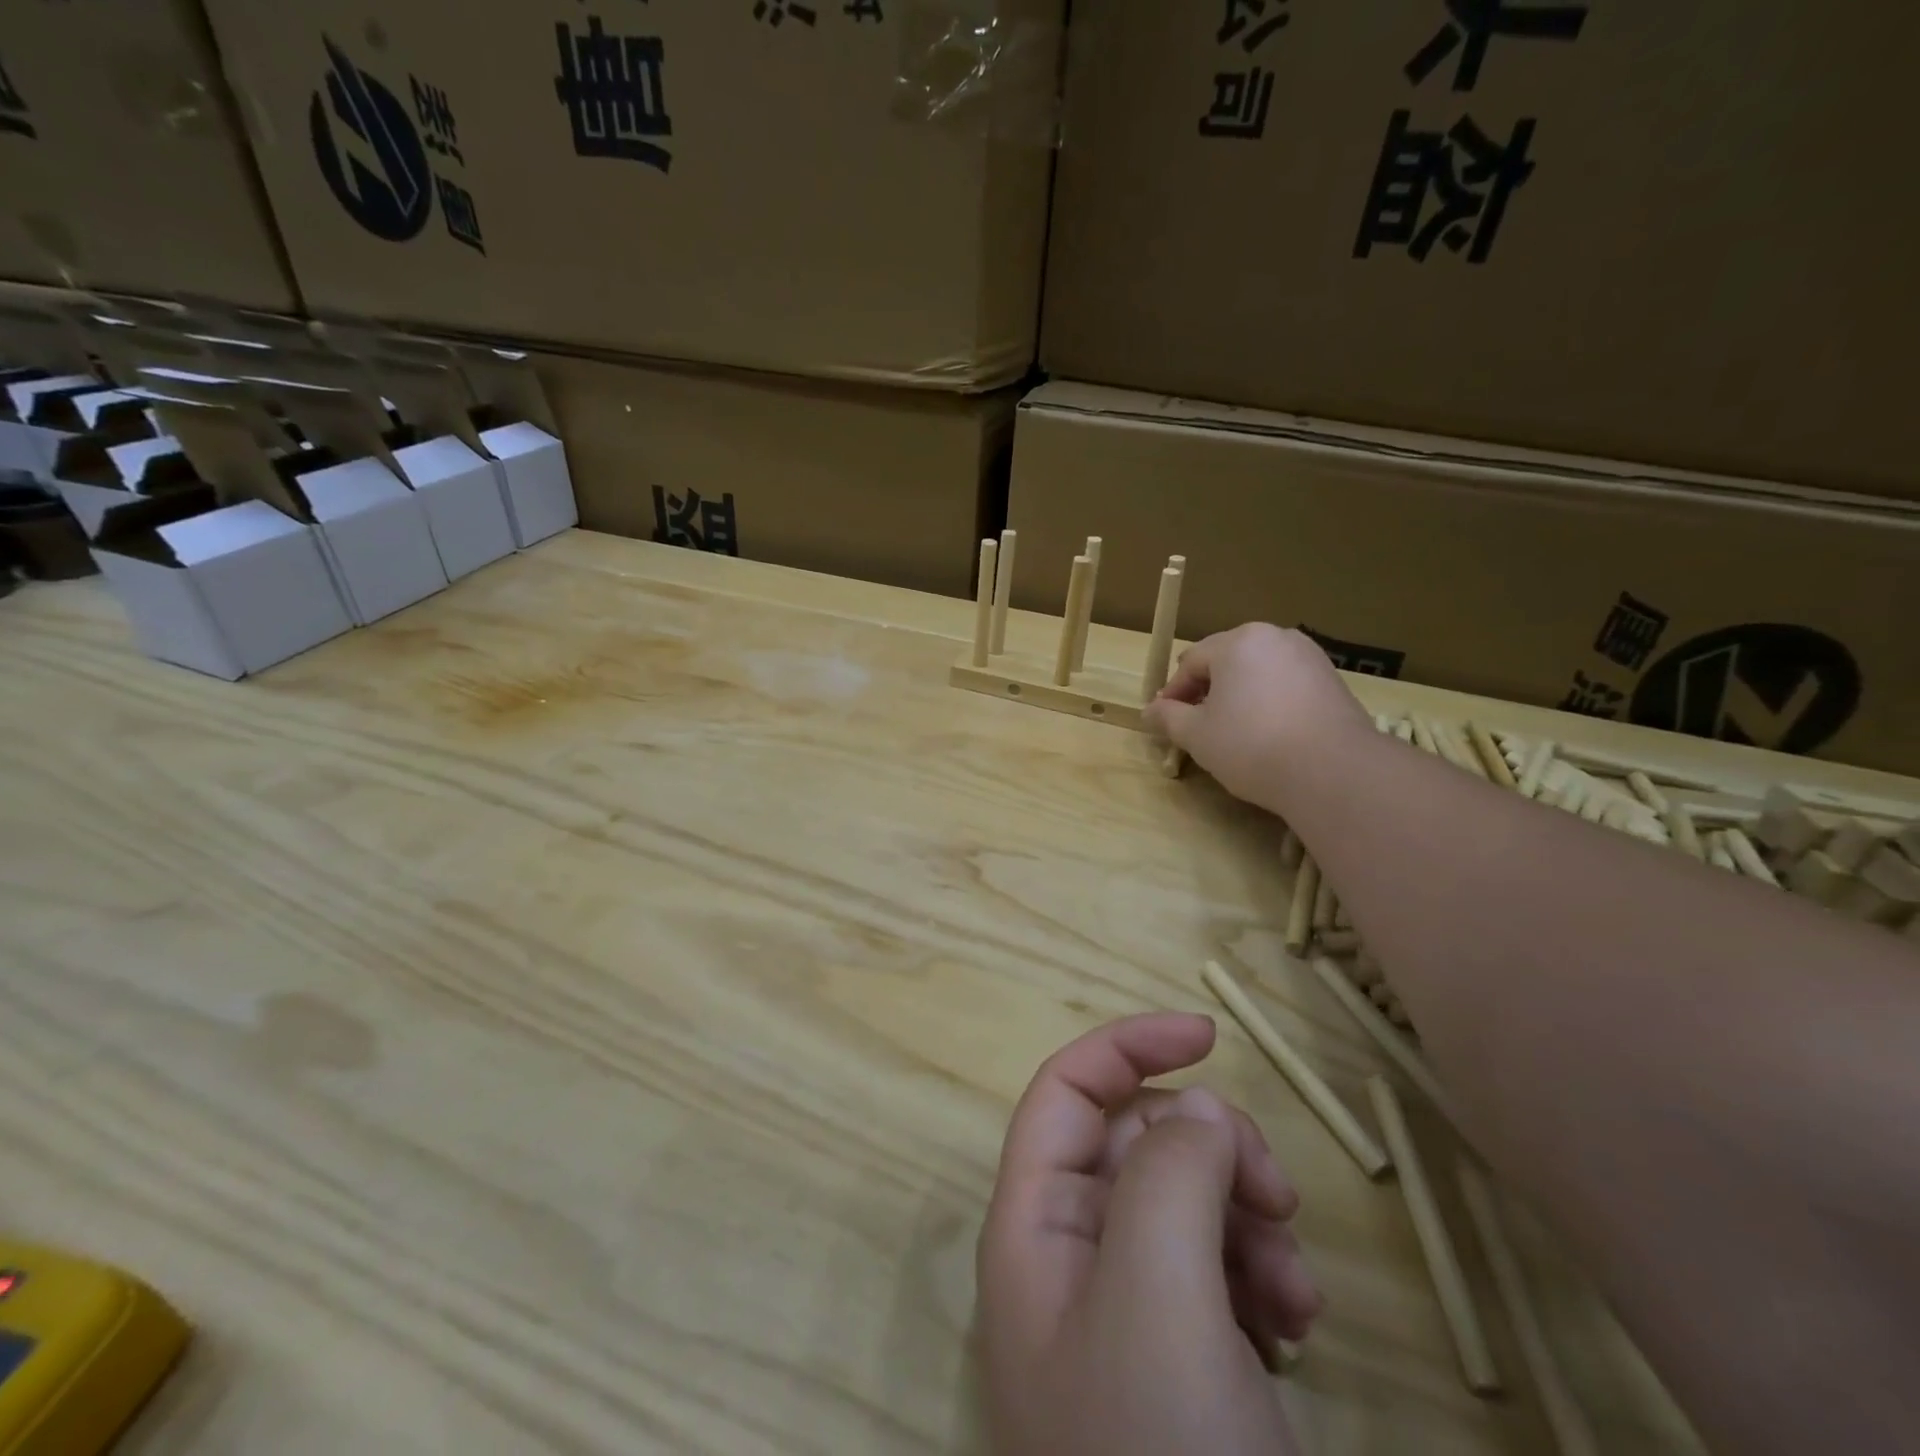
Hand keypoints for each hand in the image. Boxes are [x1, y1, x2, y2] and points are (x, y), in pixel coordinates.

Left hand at [976, 1014, 1320, 1455]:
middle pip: (1139, 1143)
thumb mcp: (1161, 1293)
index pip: (1068, 1091)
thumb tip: (1195, 1108)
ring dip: (1248, 1217)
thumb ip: (1170, 1172)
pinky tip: (1297, 1328)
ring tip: (1295, 1286)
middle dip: (1212, 1149)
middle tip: (1275, 1196)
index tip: (1210, 1033)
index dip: (1129, 1046)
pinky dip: (1260, 1273)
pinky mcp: (1179, 1363)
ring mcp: (1125, 1312)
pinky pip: (1218, 1269)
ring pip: (1186, 1200)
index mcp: (1034, 1228)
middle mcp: (1070, 1258)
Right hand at [1143, 624, 1371, 810]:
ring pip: (1258, 671)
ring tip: (1230, 730)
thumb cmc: (1251, 745)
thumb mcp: (1196, 735)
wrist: (1332, 770)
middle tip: (1195, 724)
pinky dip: (1268, 701)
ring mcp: (1309, 656)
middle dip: (1206, 689)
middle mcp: (1274, 637)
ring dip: (1238, 695)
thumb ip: (1168, 717)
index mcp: (1237, 642)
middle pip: (1226, 660)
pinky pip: (1285, 684)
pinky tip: (1266, 732)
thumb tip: (1149, 710)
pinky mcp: (1332, 680)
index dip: (1172, 692)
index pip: (1191, 661)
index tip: (1163, 721)